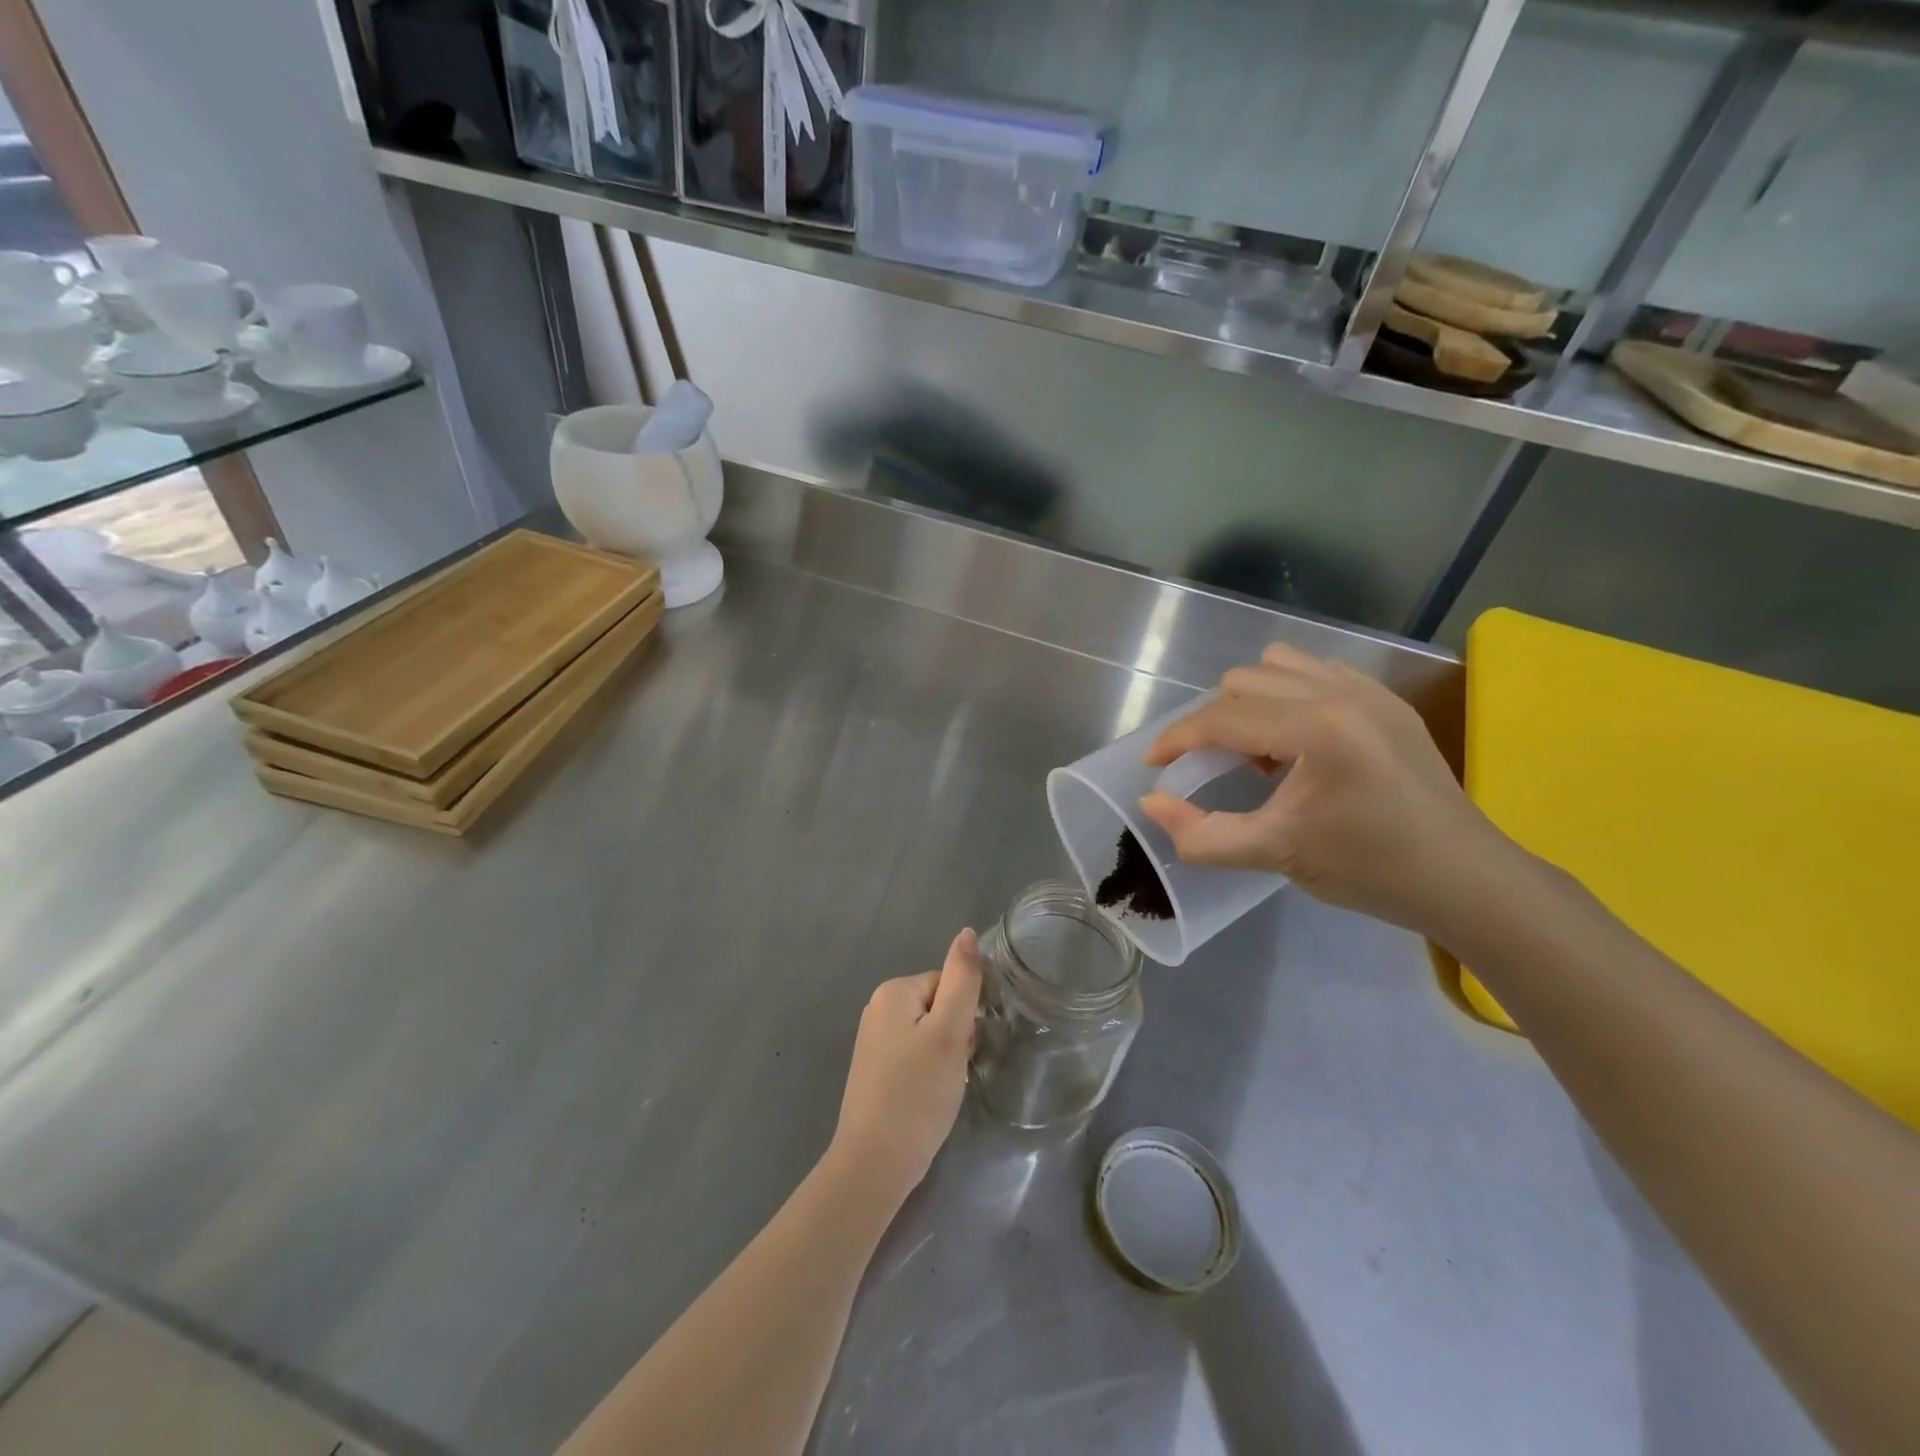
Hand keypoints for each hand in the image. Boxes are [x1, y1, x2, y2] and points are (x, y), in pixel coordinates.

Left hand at [827, 929, 981, 1210]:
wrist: (874, 1163)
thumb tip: (966, 932)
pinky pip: (914, 1056)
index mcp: (894, 991)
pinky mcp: (875, 1070)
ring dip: (944, 1057)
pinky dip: (928, 1074)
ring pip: (929, 1034)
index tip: (962, 1049)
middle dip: (954, 1037)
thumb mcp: (949, 1032)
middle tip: (952, 1072)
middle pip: (938, 1007)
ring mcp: (873, 1040)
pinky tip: (928, 1098)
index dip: (964, 1016)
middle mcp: (878, 1008)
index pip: (949, 984)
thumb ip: (962, 980)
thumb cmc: (917, 1093)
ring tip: (941, 1089)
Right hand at [1138, 644, 1519, 937]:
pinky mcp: (1387, 700)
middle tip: (1215, 766)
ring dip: (1252, 700)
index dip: (1177, 738)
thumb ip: (1203, 834)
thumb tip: (1151, 803)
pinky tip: (1299, 742)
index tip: (1153, 763)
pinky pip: (1317, 671)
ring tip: (1260, 750)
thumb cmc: (1370, 869)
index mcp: (1316, 728)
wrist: (1466, 879)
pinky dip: (1290, 695)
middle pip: (1243, 680)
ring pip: (1279, 664)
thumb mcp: (1277, 855)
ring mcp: (1369, 690)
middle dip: (1214, 720)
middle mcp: (1340, 692)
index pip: (1222, 717)